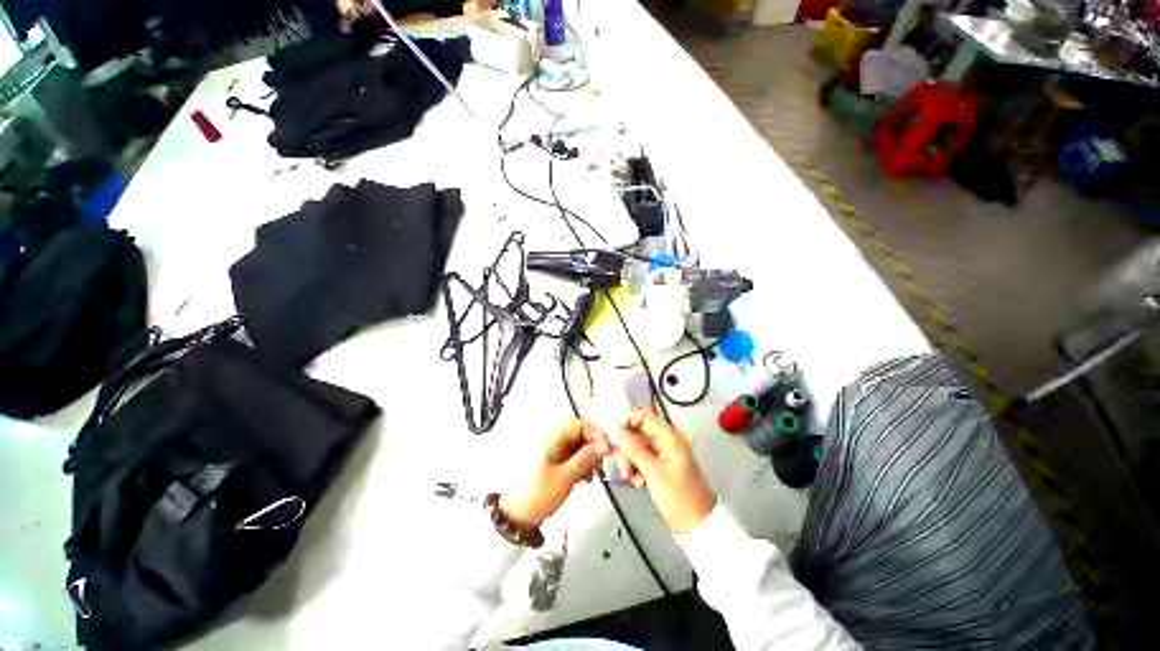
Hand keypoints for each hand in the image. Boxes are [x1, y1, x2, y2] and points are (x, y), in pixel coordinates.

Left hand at [500, 420, 612, 528]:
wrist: (514, 517)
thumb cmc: (537, 495)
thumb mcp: (566, 476)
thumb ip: (586, 458)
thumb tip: (606, 445)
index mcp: (551, 437)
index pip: (579, 424)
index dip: (595, 434)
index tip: (607, 449)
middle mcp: (550, 439)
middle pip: (577, 435)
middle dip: (592, 447)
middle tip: (602, 464)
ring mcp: (549, 451)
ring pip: (575, 446)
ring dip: (586, 457)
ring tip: (593, 474)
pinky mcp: (549, 462)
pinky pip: (568, 456)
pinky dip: (578, 464)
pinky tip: (583, 478)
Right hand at [614, 409, 716, 533]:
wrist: (697, 526)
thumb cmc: (678, 497)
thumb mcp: (653, 471)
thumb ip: (632, 448)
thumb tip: (614, 428)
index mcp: (669, 436)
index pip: (644, 415)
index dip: (627, 422)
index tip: (614, 438)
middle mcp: (666, 440)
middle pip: (638, 432)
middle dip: (627, 448)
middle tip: (624, 469)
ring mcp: (663, 453)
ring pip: (637, 447)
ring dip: (630, 461)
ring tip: (632, 480)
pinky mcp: (660, 465)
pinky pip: (642, 459)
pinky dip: (636, 468)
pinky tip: (637, 483)